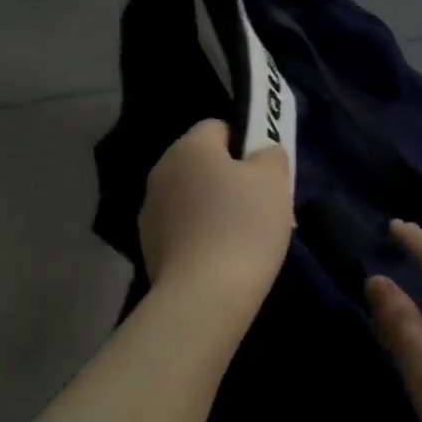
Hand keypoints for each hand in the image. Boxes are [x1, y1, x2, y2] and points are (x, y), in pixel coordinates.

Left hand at [139, 120, 293, 303]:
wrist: (204, 294)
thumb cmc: (243, 226)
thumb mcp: (273, 181)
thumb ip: (270, 156)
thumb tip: (262, 154)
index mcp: (188, 147)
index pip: (218, 127)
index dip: (245, 143)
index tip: (266, 171)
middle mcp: (161, 171)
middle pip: (202, 165)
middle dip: (231, 179)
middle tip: (262, 205)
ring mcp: (150, 211)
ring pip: (191, 198)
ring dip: (213, 209)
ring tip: (245, 239)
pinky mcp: (148, 246)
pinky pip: (182, 229)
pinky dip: (200, 236)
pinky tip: (223, 259)